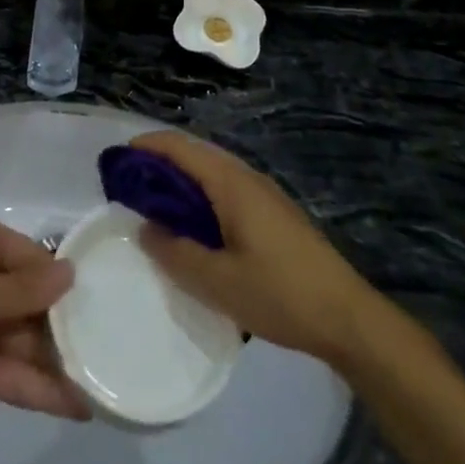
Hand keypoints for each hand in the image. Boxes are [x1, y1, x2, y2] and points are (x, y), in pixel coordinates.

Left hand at [0, 213, 89, 425]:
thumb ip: (20, 290)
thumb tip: (70, 272)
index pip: (31, 256)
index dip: (62, 278)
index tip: (104, 298)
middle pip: (32, 301)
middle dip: (65, 325)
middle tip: (113, 347)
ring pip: (26, 340)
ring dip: (57, 361)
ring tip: (103, 382)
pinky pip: (11, 373)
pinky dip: (39, 388)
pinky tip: (74, 404)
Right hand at [130, 132, 378, 367]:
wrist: (347, 316)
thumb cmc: (280, 293)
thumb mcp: (219, 283)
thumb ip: (177, 254)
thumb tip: (145, 229)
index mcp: (231, 183)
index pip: (181, 147)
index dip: (147, 146)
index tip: (117, 159)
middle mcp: (245, 177)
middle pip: (195, 155)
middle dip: (160, 164)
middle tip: (129, 189)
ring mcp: (263, 194)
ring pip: (212, 173)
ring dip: (181, 183)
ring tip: (155, 209)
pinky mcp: (273, 213)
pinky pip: (226, 191)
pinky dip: (201, 198)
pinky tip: (195, 230)